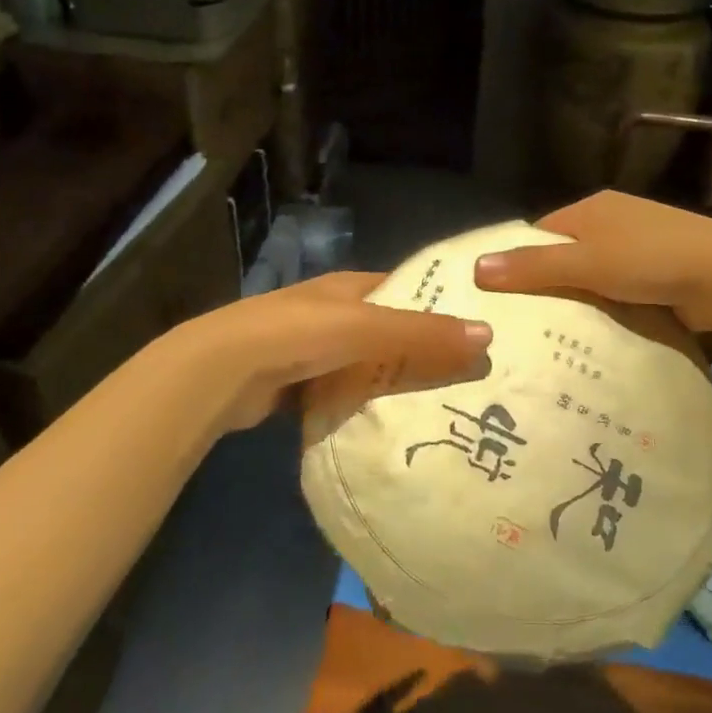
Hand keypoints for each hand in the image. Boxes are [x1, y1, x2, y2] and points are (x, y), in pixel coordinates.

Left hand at [166, 272, 492, 432]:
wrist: (223, 371)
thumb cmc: (299, 334)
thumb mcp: (367, 328)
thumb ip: (424, 334)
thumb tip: (488, 334)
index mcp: (348, 287)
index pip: (405, 289)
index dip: (438, 304)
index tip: (476, 328)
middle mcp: (332, 312)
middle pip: (388, 330)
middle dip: (421, 349)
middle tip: (468, 376)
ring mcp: (311, 349)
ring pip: (366, 364)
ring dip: (392, 380)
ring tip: (440, 405)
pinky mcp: (297, 384)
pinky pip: (342, 392)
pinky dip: (362, 404)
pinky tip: (388, 425)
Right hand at [472, 191, 711, 333]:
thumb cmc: (650, 260)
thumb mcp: (585, 262)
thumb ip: (532, 266)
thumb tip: (476, 268)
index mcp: (594, 206)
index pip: (541, 232)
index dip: (519, 259)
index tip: (500, 296)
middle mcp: (614, 220)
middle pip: (566, 254)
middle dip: (548, 284)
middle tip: (521, 324)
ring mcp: (641, 247)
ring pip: (594, 276)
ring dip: (580, 300)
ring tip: (551, 337)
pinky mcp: (661, 274)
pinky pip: (619, 292)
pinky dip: (607, 309)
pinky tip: (594, 335)